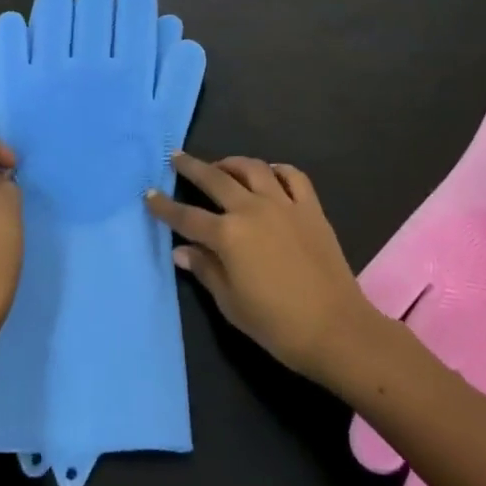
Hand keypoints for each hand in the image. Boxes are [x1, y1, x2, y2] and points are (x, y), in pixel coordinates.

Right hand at [145, 153, 373, 382]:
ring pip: (253, 168)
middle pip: (215, 179)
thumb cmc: (277, 324)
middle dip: (192, 167)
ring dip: (232, 163)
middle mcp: (252, 209)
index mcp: (228, 235)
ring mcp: (284, 204)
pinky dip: (277, 170)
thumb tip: (181, 251)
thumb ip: (205, 270)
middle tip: (176, 157)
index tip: (149, 194)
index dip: (165, 206)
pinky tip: (269, 174)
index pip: (187, 217)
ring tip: (221, 166)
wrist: (336, 329)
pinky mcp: (311, 208)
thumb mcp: (231, 304)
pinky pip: (292, 176)